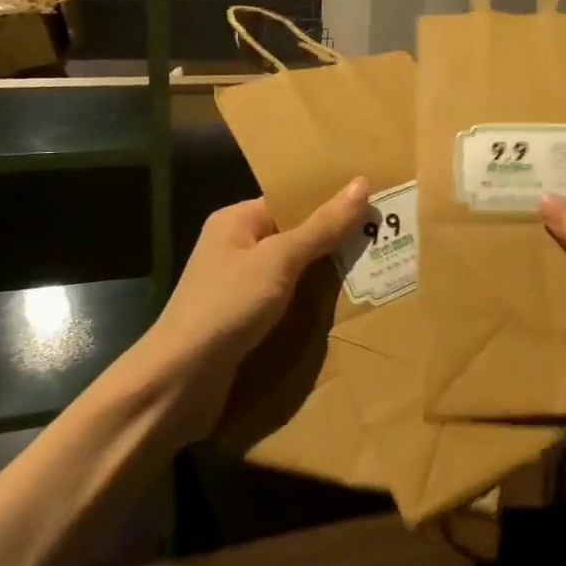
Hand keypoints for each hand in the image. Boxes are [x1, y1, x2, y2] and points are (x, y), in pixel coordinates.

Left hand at [127, 179, 370, 426]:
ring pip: (295, 274)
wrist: (180, 382)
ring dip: (327, 277)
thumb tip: (361, 182)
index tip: (374, 204)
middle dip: (335, 242)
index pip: (291, 202)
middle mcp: (235, 249)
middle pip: (296, 237)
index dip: (330, 202)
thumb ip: (322, 226)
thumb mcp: (280, 260)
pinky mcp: (245, 323)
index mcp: (236, 222)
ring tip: (378, 270)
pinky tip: (346, 309)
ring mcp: (239, 288)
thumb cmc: (227, 306)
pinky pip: (288, 304)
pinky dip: (312, 306)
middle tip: (385, 239)